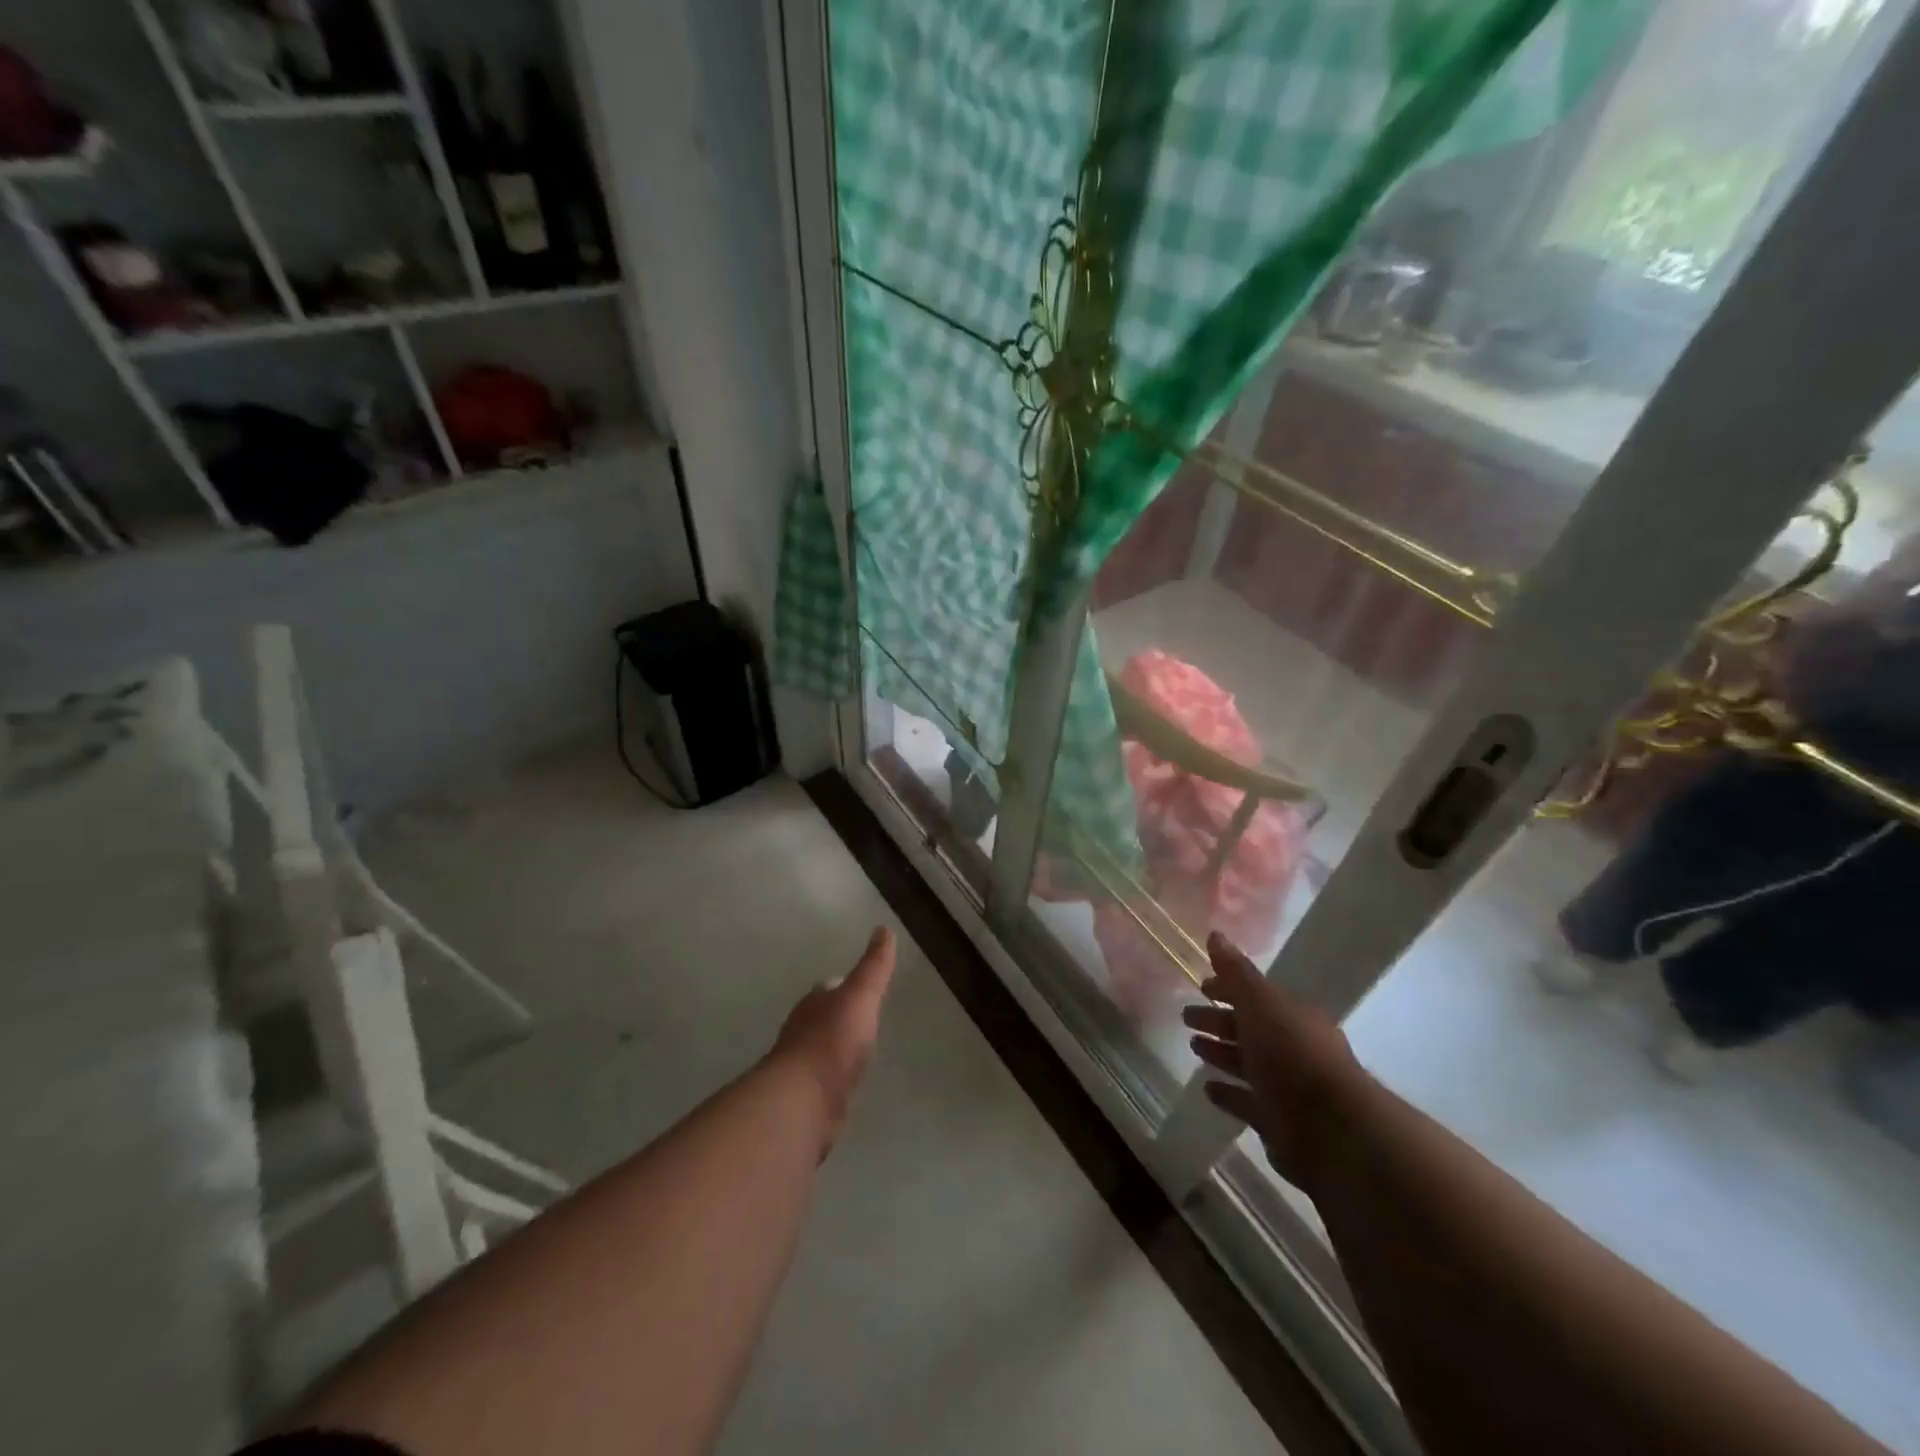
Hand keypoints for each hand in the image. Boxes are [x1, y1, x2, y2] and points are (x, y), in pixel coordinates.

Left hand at [772, 926, 897, 1156]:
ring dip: (837, 1049)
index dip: (845, 986)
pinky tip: (849, 1083)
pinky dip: (835, 1079)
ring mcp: (802, 1067)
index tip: (861, 986)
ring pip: (822, 1050)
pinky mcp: (807, 1099)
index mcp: (814, 1003)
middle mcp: (802, 1031)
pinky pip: (825, 1082)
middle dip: (839, 1017)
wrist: (805, 1100)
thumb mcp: (860, 996)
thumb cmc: (833, 1040)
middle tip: (862, 1018)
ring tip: (859, 1051)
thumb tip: (884, 928)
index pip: (829, 988)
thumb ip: (873, 966)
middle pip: (823, 1018)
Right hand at [1182, 932, 1366, 1186]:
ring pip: (1247, 1064)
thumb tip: (1215, 934)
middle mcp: (1293, 1048)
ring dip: (1221, 1053)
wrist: (1330, 1128)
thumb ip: (1236, 972)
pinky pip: (1247, 1102)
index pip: (1256, 995)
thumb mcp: (1261, 1002)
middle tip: (1186, 1016)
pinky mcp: (1279, 1121)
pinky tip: (1208, 1089)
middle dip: (1219, 1020)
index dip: (1228, 988)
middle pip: (1250, 1028)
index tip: (1201, 986)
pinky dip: (1229, 1094)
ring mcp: (1287, 1086)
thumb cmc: (1293, 1053)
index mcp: (1293, 1016)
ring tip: (1194, 1047)